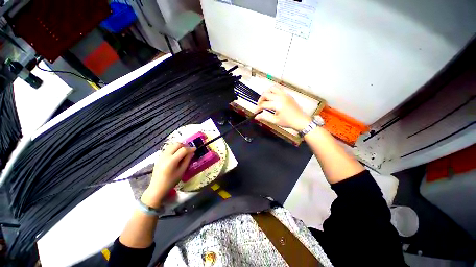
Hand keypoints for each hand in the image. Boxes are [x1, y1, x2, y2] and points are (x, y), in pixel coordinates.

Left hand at [141, 143, 195, 207]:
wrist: (157, 188)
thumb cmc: (171, 181)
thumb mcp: (182, 171)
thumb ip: (187, 160)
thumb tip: (191, 153)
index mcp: (172, 161)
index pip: (183, 150)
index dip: (190, 148)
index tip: (195, 149)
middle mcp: (166, 156)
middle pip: (177, 144)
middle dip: (185, 145)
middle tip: (189, 150)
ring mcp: (161, 155)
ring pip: (172, 145)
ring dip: (179, 146)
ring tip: (184, 152)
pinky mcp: (159, 157)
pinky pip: (168, 148)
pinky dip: (174, 148)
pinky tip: (177, 155)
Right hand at [256, 86, 311, 130]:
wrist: (301, 121)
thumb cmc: (289, 122)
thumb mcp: (275, 121)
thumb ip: (264, 117)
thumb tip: (256, 117)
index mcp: (278, 104)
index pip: (263, 104)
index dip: (258, 108)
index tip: (256, 112)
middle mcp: (281, 97)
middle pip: (266, 94)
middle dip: (260, 100)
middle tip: (259, 105)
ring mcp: (285, 95)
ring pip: (272, 88)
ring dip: (267, 93)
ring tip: (265, 99)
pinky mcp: (288, 95)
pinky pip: (278, 89)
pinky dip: (273, 92)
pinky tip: (272, 98)